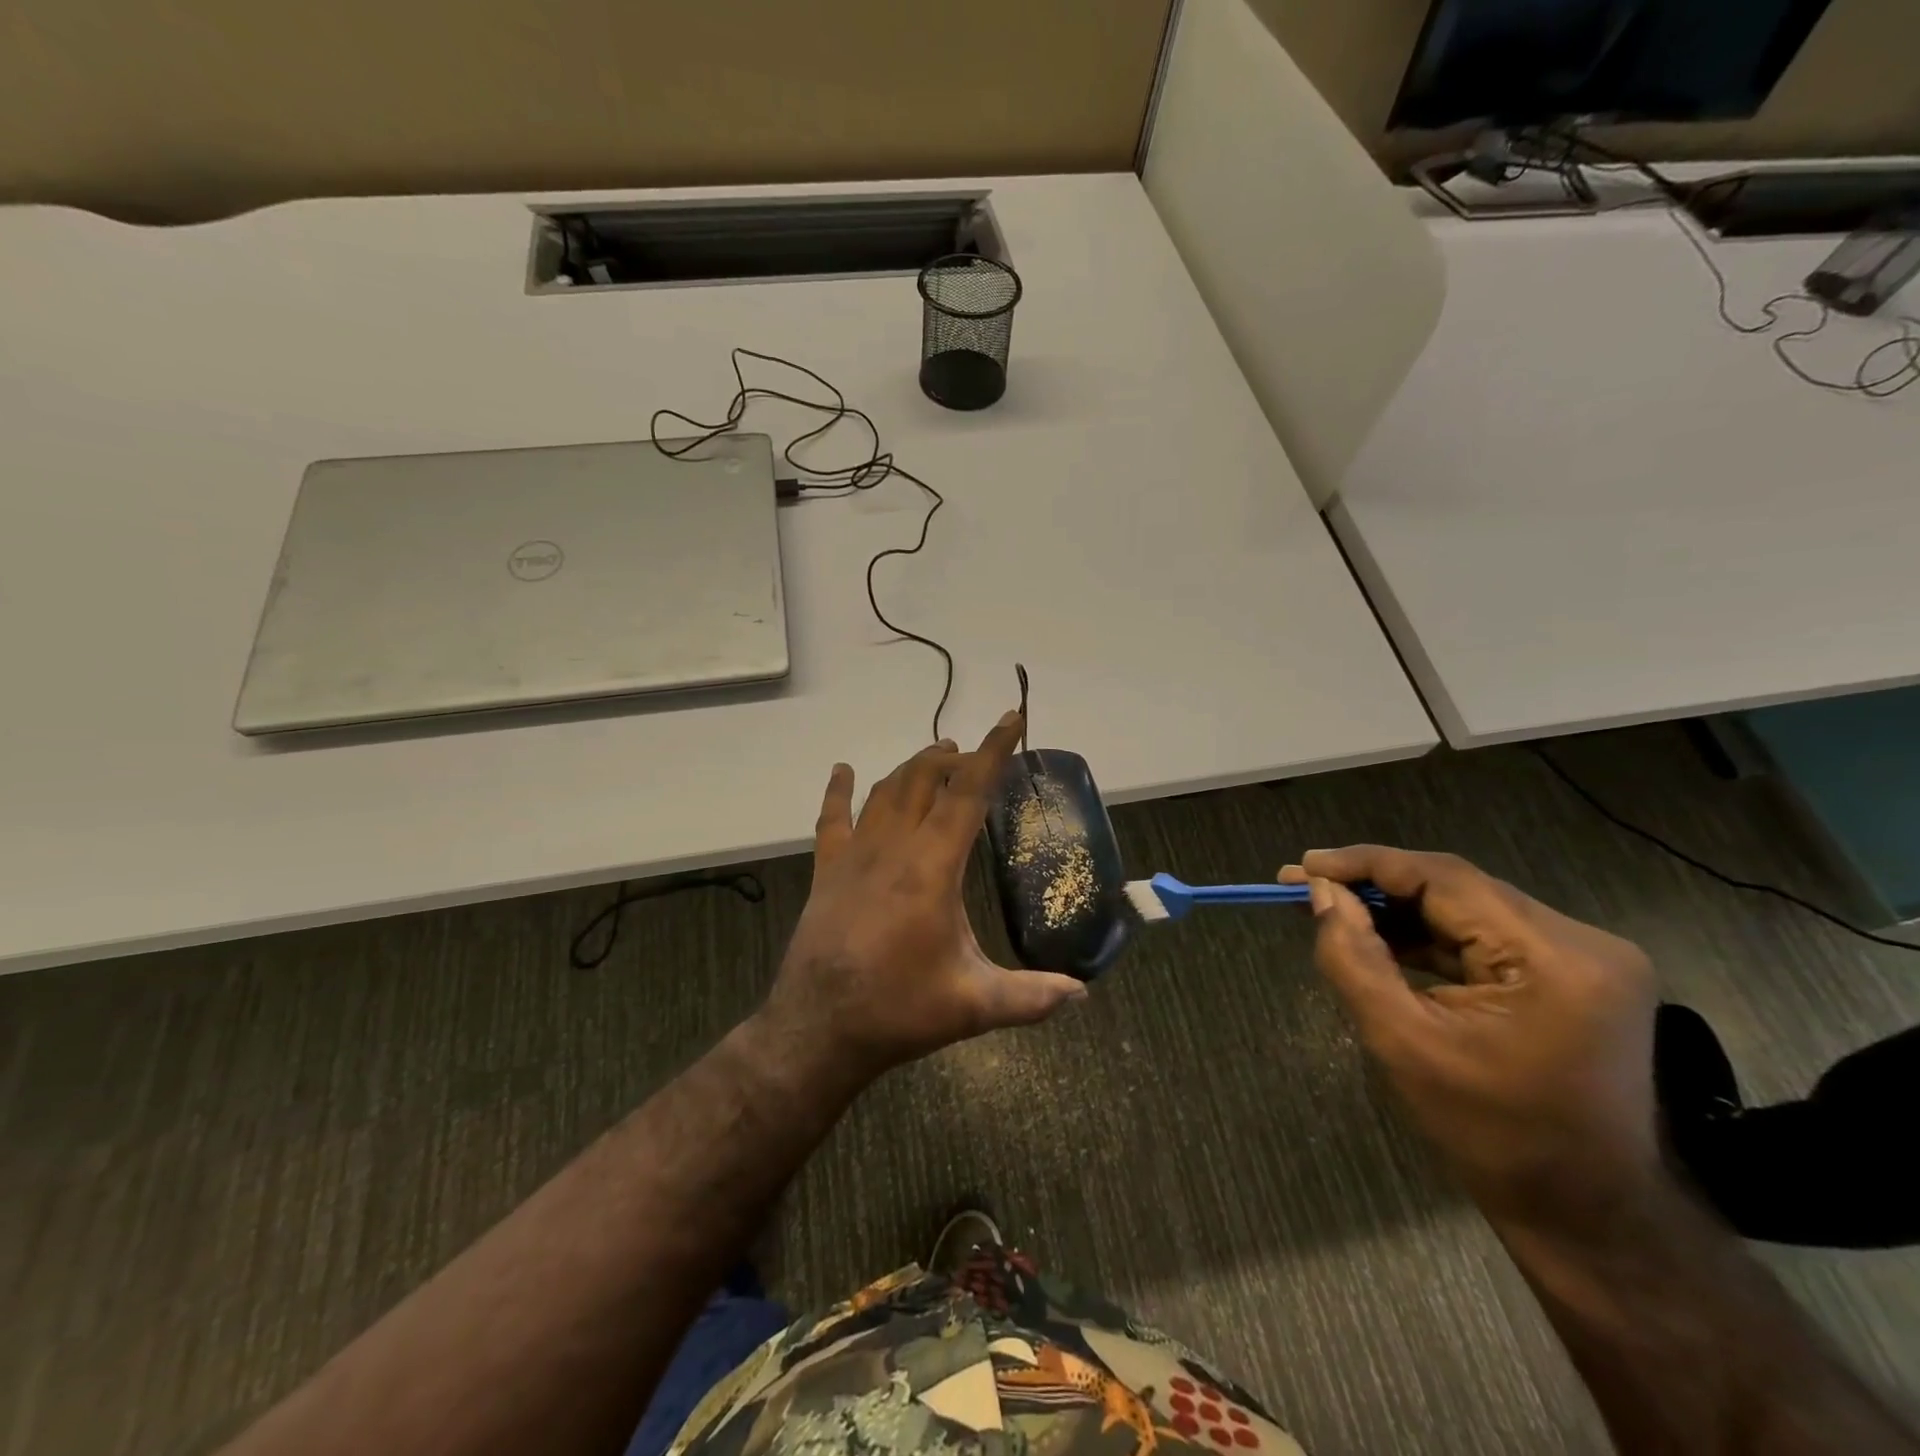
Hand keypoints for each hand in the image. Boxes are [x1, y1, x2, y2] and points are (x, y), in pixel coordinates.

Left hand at [756, 711, 1087, 1086]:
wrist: (817, 1029)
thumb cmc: (898, 1010)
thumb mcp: (973, 1005)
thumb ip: (1031, 996)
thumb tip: (1082, 993)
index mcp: (932, 867)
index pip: (968, 793)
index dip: (994, 752)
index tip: (1012, 719)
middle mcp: (893, 847)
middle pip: (925, 779)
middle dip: (955, 758)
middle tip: (979, 756)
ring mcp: (854, 855)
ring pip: (885, 791)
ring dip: (913, 767)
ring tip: (937, 753)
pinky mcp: (827, 871)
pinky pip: (832, 819)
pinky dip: (838, 791)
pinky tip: (842, 771)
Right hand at [1283, 847, 1660, 1237]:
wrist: (1586, 1215)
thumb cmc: (1492, 1136)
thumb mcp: (1403, 1042)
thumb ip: (1354, 958)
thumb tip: (1322, 894)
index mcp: (1556, 958)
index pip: (1445, 879)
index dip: (1366, 864)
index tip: (1302, 866)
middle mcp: (1582, 942)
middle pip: (1457, 888)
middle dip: (1377, 885)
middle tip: (1307, 885)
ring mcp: (1584, 958)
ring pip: (1467, 908)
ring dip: (1399, 909)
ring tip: (1333, 908)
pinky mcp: (1572, 975)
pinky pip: (1484, 935)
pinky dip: (1428, 935)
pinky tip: (1381, 937)